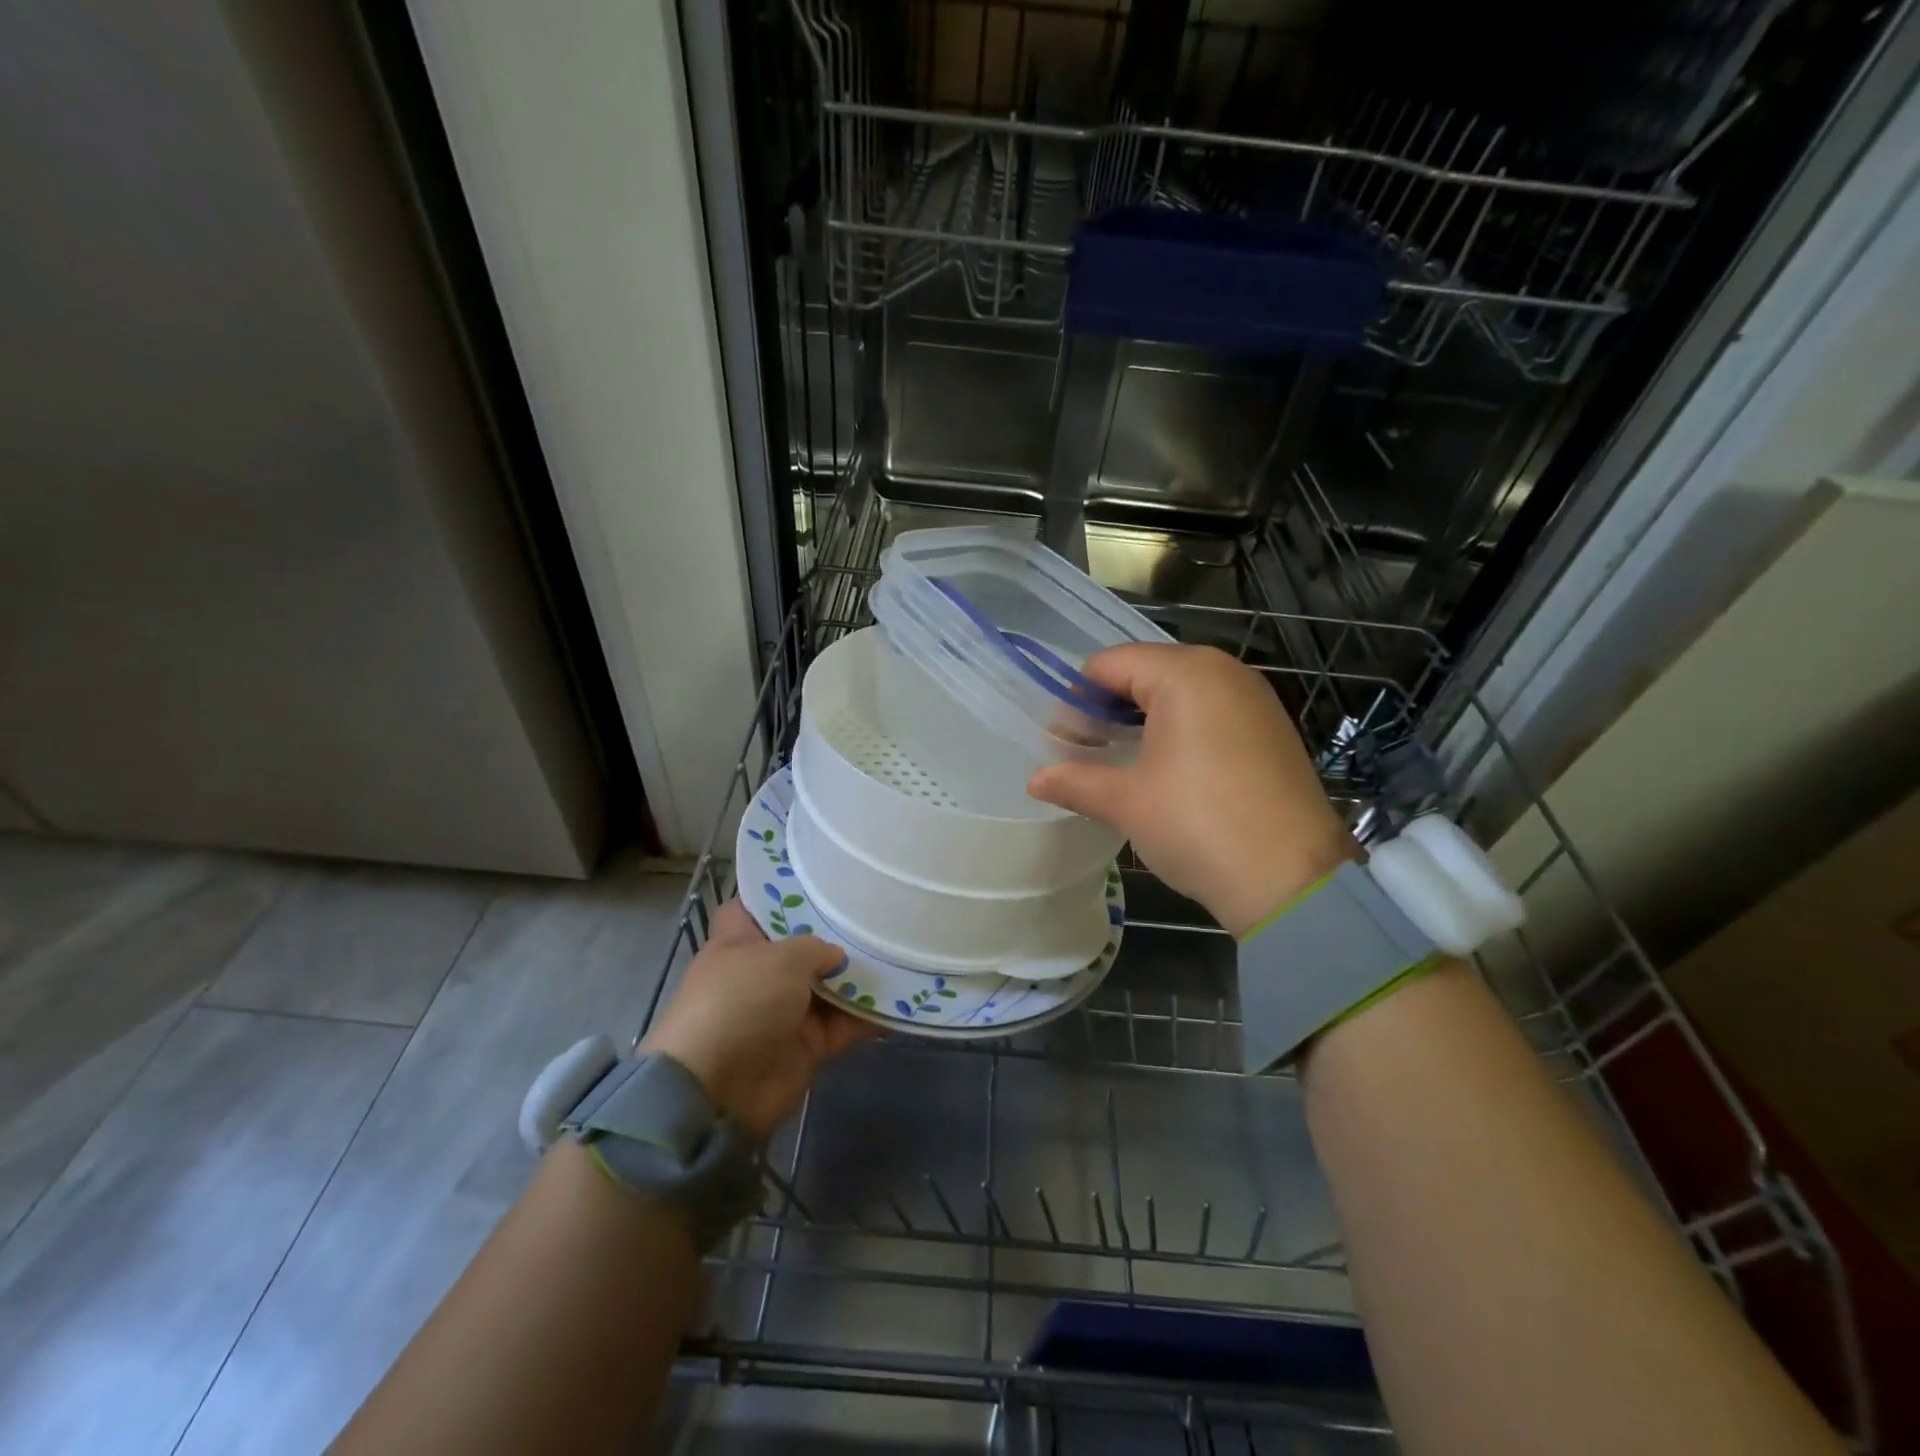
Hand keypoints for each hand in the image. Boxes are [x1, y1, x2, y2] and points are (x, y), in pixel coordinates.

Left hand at [640, 900, 877, 1138]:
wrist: (719, 1089)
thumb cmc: (740, 1002)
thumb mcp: (781, 958)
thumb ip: (815, 947)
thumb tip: (835, 956)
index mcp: (738, 943)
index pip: (757, 907)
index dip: (782, 893)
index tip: (820, 880)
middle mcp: (760, 974)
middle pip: (802, 947)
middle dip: (835, 934)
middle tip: (876, 911)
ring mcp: (783, 1012)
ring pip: (828, 986)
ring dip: (859, 976)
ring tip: (899, 950)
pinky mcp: (805, 1046)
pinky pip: (843, 1025)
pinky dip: (868, 1016)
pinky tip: (904, 999)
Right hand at [1030, 644, 1355, 936]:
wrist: (1292, 880)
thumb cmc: (1198, 825)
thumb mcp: (1126, 802)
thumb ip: (1075, 781)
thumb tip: (1035, 780)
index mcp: (1186, 673)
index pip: (1110, 664)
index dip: (1076, 699)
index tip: (1061, 741)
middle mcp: (1224, 671)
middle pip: (1145, 673)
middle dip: (1108, 708)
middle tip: (1086, 752)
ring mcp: (1254, 699)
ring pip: (1180, 693)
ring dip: (1143, 719)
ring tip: (1120, 761)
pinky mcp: (1271, 729)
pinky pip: (1211, 712)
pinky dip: (1180, 730)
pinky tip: (1166, 770)